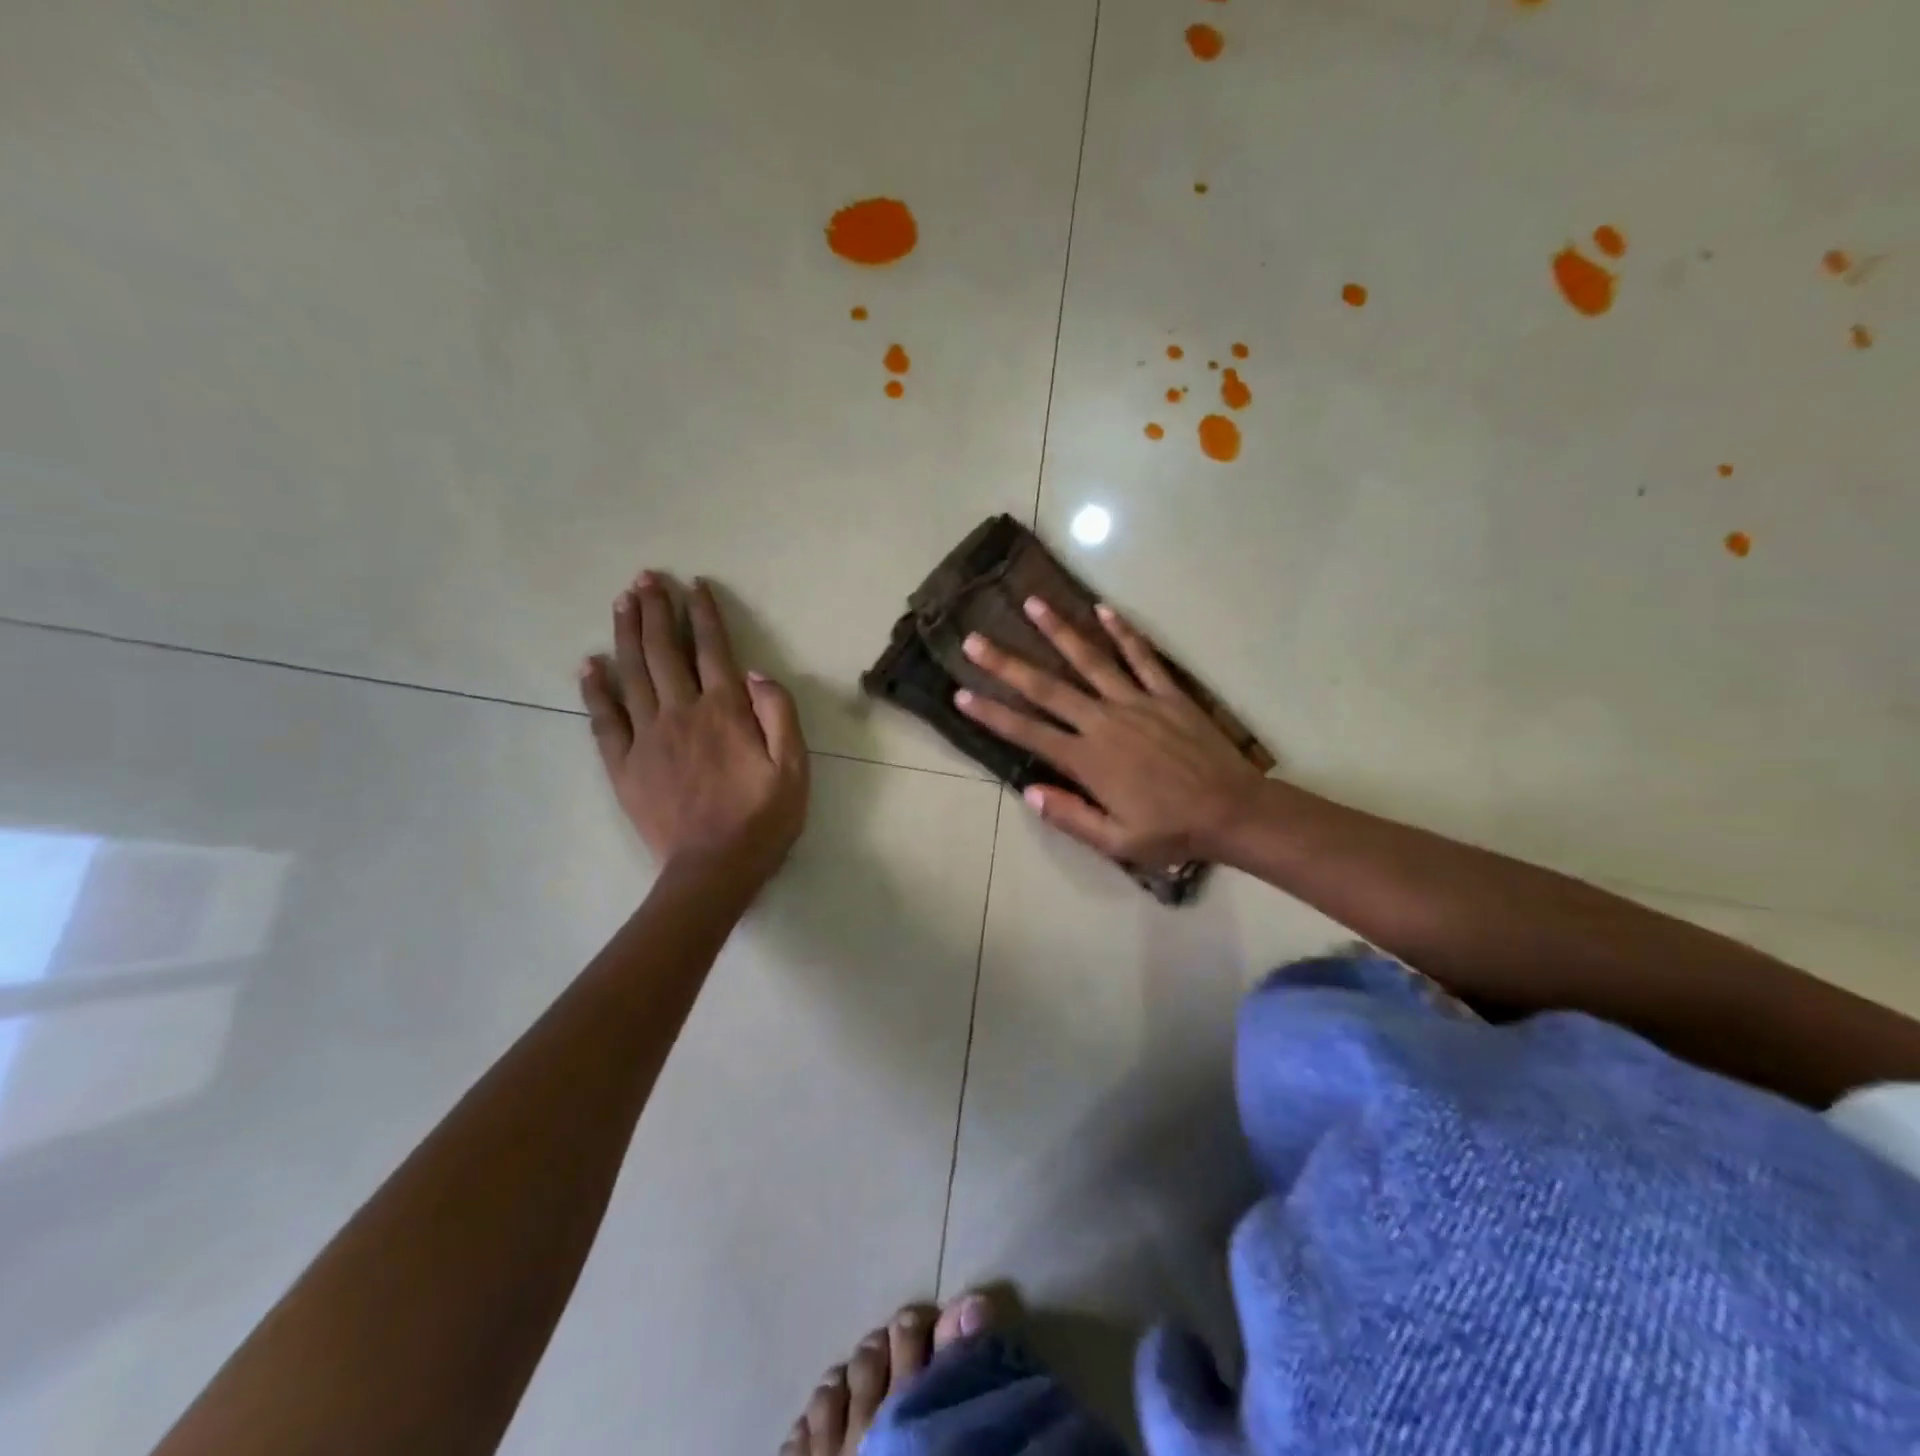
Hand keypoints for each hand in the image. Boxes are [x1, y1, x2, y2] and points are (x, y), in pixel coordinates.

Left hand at [579, 573, 808, 883]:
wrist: (714, 869)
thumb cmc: (762, 819)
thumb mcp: (794, 768)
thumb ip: (779, 715)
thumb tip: (756, 673)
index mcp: (725, 712)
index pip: (713, 651)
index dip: (703, 615)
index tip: (694, 586)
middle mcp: (682, 713)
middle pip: (664, 652)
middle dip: (656, 611)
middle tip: (646, 578)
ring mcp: (647, 738)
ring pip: (632, 674)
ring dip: (626, 635)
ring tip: (622, 602)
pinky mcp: (624, 765)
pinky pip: (604, 720)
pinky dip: (595, 689)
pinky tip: (589, 664)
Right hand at [955, 598, 1265, 865]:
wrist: (1234, 812)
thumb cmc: (1172, 831)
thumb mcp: (1116, 841)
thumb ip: (1070, 816)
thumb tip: (1029, 791)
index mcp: (1088, 760)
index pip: (1028, 732)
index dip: (991, 714)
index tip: (961, 694)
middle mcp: (1105, 722)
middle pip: (1047, 687)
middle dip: (1007, 664)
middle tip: (975, 639)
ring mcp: (1137, 702)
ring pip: (1090, 660)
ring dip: (1059, 631)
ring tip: (1032, 603)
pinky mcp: (1168, 694)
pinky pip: (1142, 657)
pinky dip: (1123, 632)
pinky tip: (1103, 610)